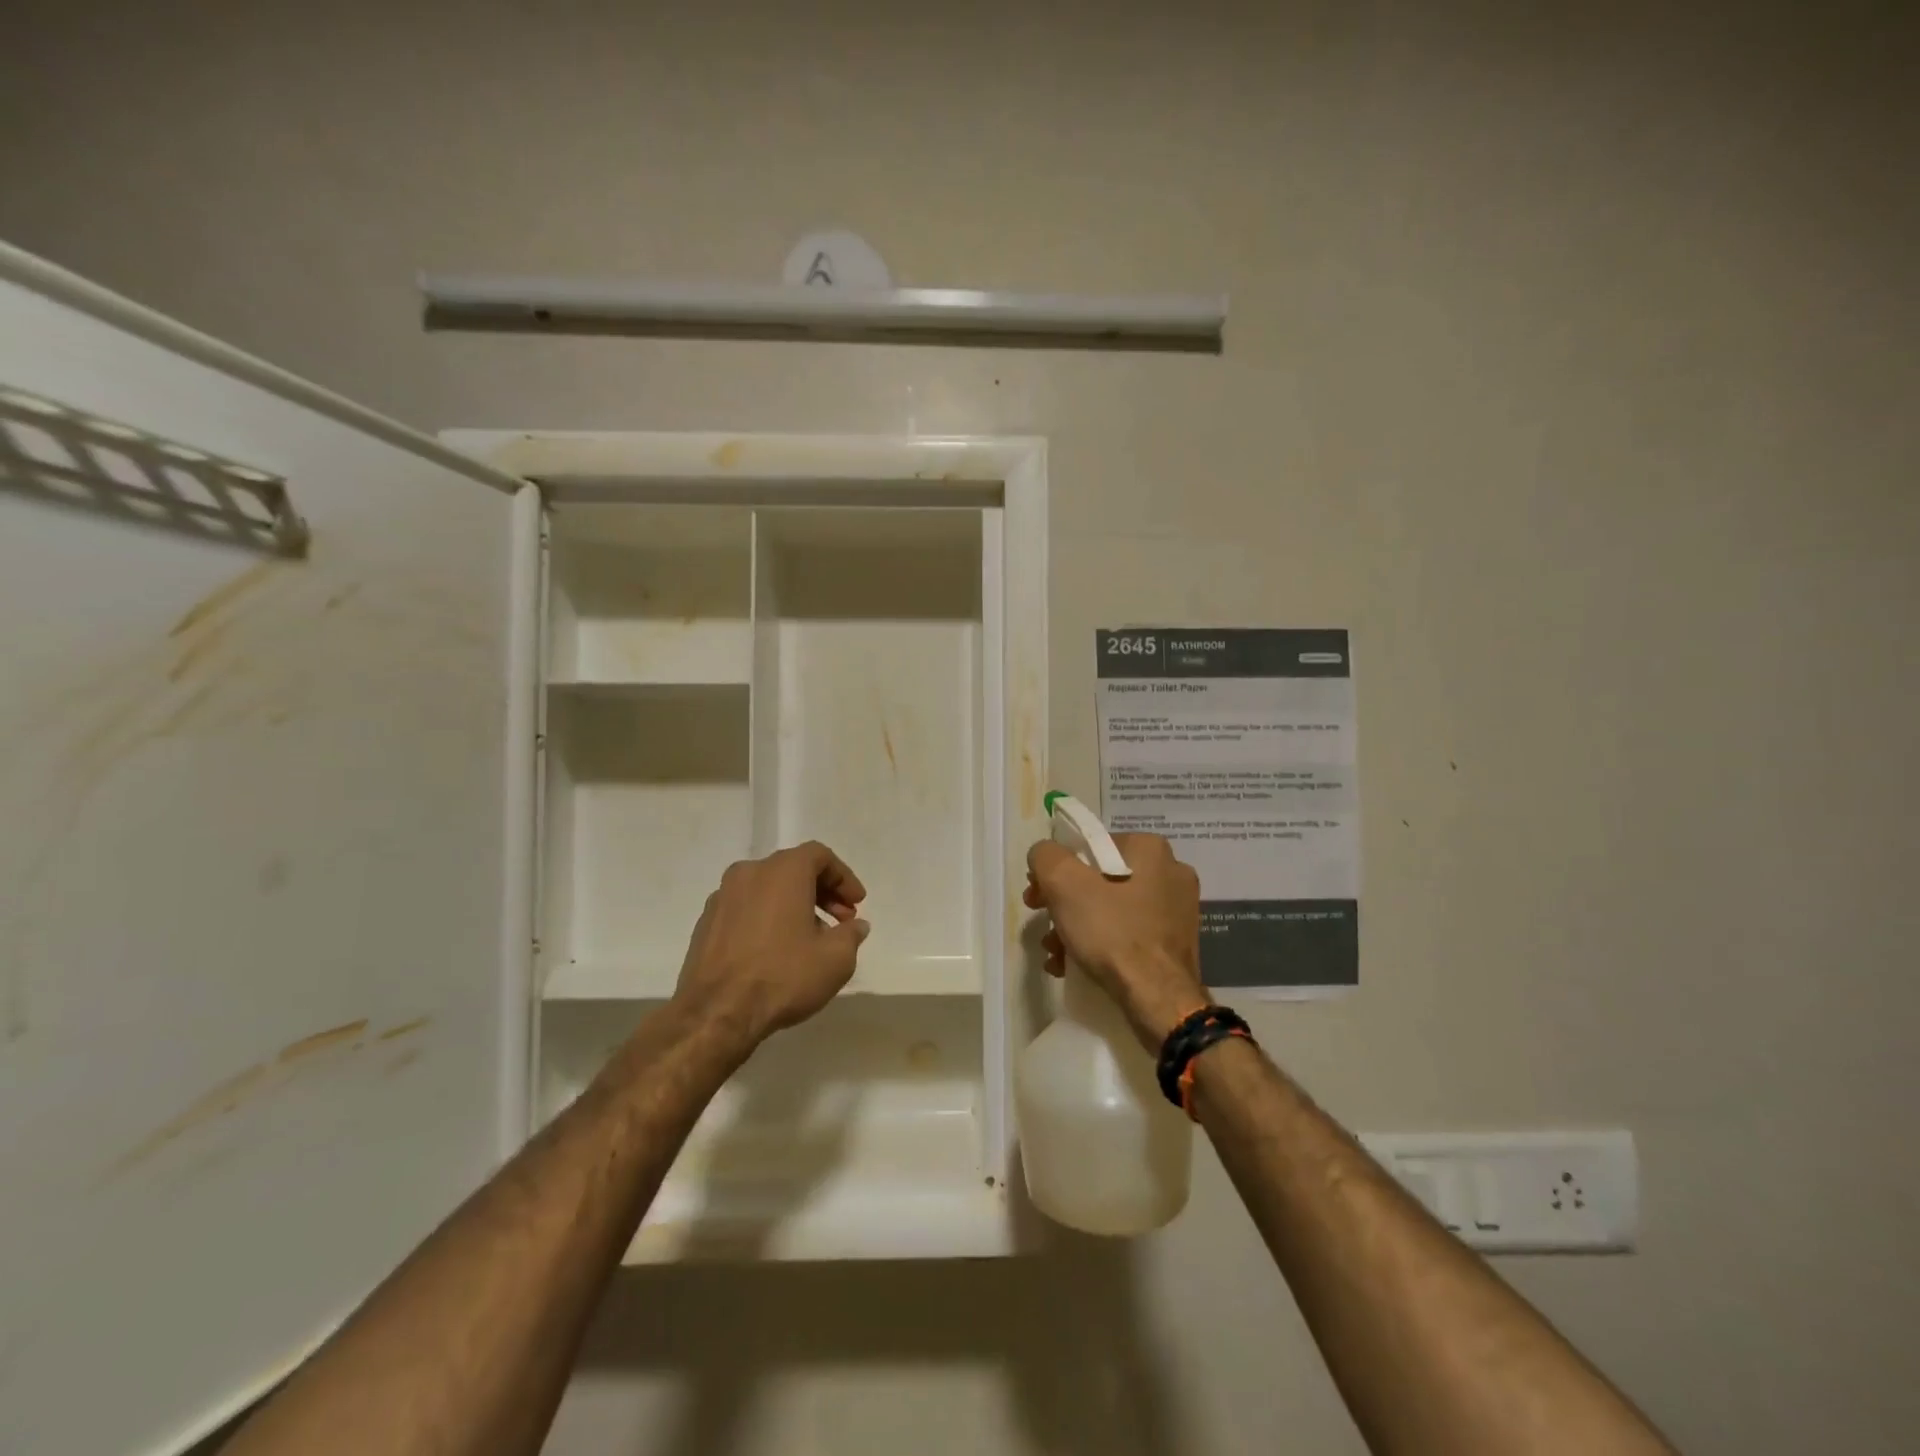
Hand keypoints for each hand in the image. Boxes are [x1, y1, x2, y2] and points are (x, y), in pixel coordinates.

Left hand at [673, 841, 870, 1047]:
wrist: (715, 1013)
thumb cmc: (783, 976)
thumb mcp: (836, 959)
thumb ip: (851, 935)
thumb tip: (855, 926)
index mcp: (783, 871)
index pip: (820, 856)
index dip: (844, 877)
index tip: (857, 904)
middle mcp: (749, 873)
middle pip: (793, 869)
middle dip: (822, 892)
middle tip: (840, 921)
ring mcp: (722, 896)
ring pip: (768, 889)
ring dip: (794, 906)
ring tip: (810, 940)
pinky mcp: (705, 922)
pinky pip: (746, 908)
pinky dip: (766, 918)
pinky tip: (776, 950)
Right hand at [1024, 832, 1208, 1051]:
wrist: (1158, 1000)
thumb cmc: (1113, 933)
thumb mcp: (1065, 885)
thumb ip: (1046, 856)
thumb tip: (1044, 854)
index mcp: (1150, 849)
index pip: (1090, 847)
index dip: (1057, 869)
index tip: (1038, 895)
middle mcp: (1170, 873)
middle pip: (1100, 879)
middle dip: (1064, 902)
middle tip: (1043, 923)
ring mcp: (1177, 911)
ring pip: (1112, 909)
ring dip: (1077, 927)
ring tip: (1054, 952)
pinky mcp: (1175, 944)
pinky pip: (1128, 934)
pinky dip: (1100, 945)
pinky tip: (1073, 965)